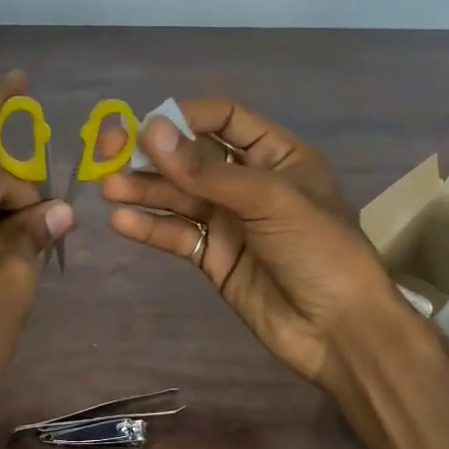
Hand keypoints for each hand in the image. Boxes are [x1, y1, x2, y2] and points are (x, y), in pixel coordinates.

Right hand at [98, 99, 398, 401]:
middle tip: (108, 154)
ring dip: (144, 189)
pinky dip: (151, 227)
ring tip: (108, 189)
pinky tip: (122, 222)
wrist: (339, 330)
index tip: (145, 128)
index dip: (183, 117)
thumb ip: (207, 170)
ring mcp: (229, 220)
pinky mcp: (213, 256)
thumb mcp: (269, 200)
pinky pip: (177, 234)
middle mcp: (248, 181)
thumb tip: (150, 131)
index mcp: (275, 154)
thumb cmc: (319, 249)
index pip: (223, 118)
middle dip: (152, 154)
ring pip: (178, 196)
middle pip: (191, 156)